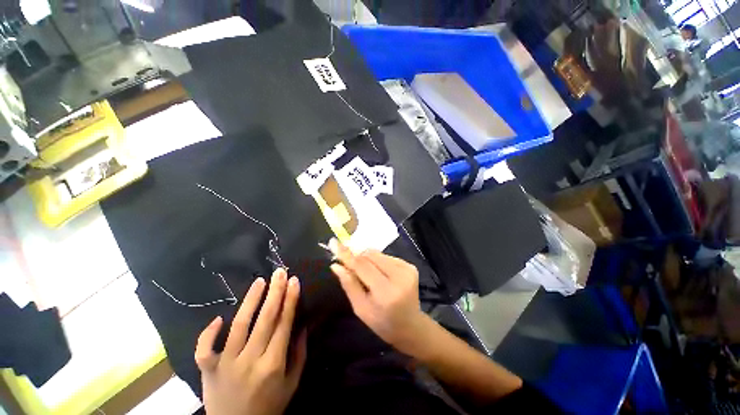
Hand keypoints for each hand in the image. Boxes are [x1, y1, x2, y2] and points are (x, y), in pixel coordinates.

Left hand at [195, 268, 306, 414]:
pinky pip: (204, 349)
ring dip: (250, 301)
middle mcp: (249, 361)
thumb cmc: (269, 407)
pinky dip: (208, 333)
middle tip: (279, 272)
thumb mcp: (292, 383)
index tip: (294, 281)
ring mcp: (225, 365)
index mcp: (273, 364)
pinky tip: (218, 318)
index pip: (284, 324)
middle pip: (264, 320)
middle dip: (275, 292)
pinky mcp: (207, 371)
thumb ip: (299, 353)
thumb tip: (302, 324)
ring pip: (238, 326)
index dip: (290, 300)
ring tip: (259, 281)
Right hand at [329, 239, 427, 351]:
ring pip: (378, 254)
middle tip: (347, 262)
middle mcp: (399, 276)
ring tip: (365, 272)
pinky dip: (377, 261)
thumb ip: (349, 284)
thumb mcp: (361, 308)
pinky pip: (386, 256)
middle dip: (356, 256)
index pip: (362, 266)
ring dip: (367, 259)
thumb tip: (336, 265)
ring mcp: (407, 269)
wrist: (411, 325)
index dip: (347, 254)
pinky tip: (378, 272)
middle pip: (370, 256)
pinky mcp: (411, 265)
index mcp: (386, 292)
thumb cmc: (382, 322)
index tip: (333, 243)